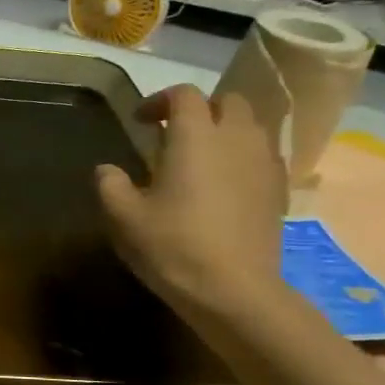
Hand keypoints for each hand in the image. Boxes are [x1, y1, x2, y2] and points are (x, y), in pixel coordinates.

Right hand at [96, 85, 286, 317]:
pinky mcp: (278, 189)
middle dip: (202, 109)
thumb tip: (107, 169)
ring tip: (202, 158)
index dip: (159, 100)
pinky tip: (225, 185)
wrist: (234, 290)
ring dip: (226, 131)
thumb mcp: (124, 217)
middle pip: (227, 101)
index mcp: (195, 136)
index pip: (183, 94)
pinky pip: (262, 156)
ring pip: (251, 126)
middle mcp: (235, 138)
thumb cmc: (173, 246)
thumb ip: (110, 185)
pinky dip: (243, 157)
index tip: (140, 122)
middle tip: (175, 135)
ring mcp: (263, 163)